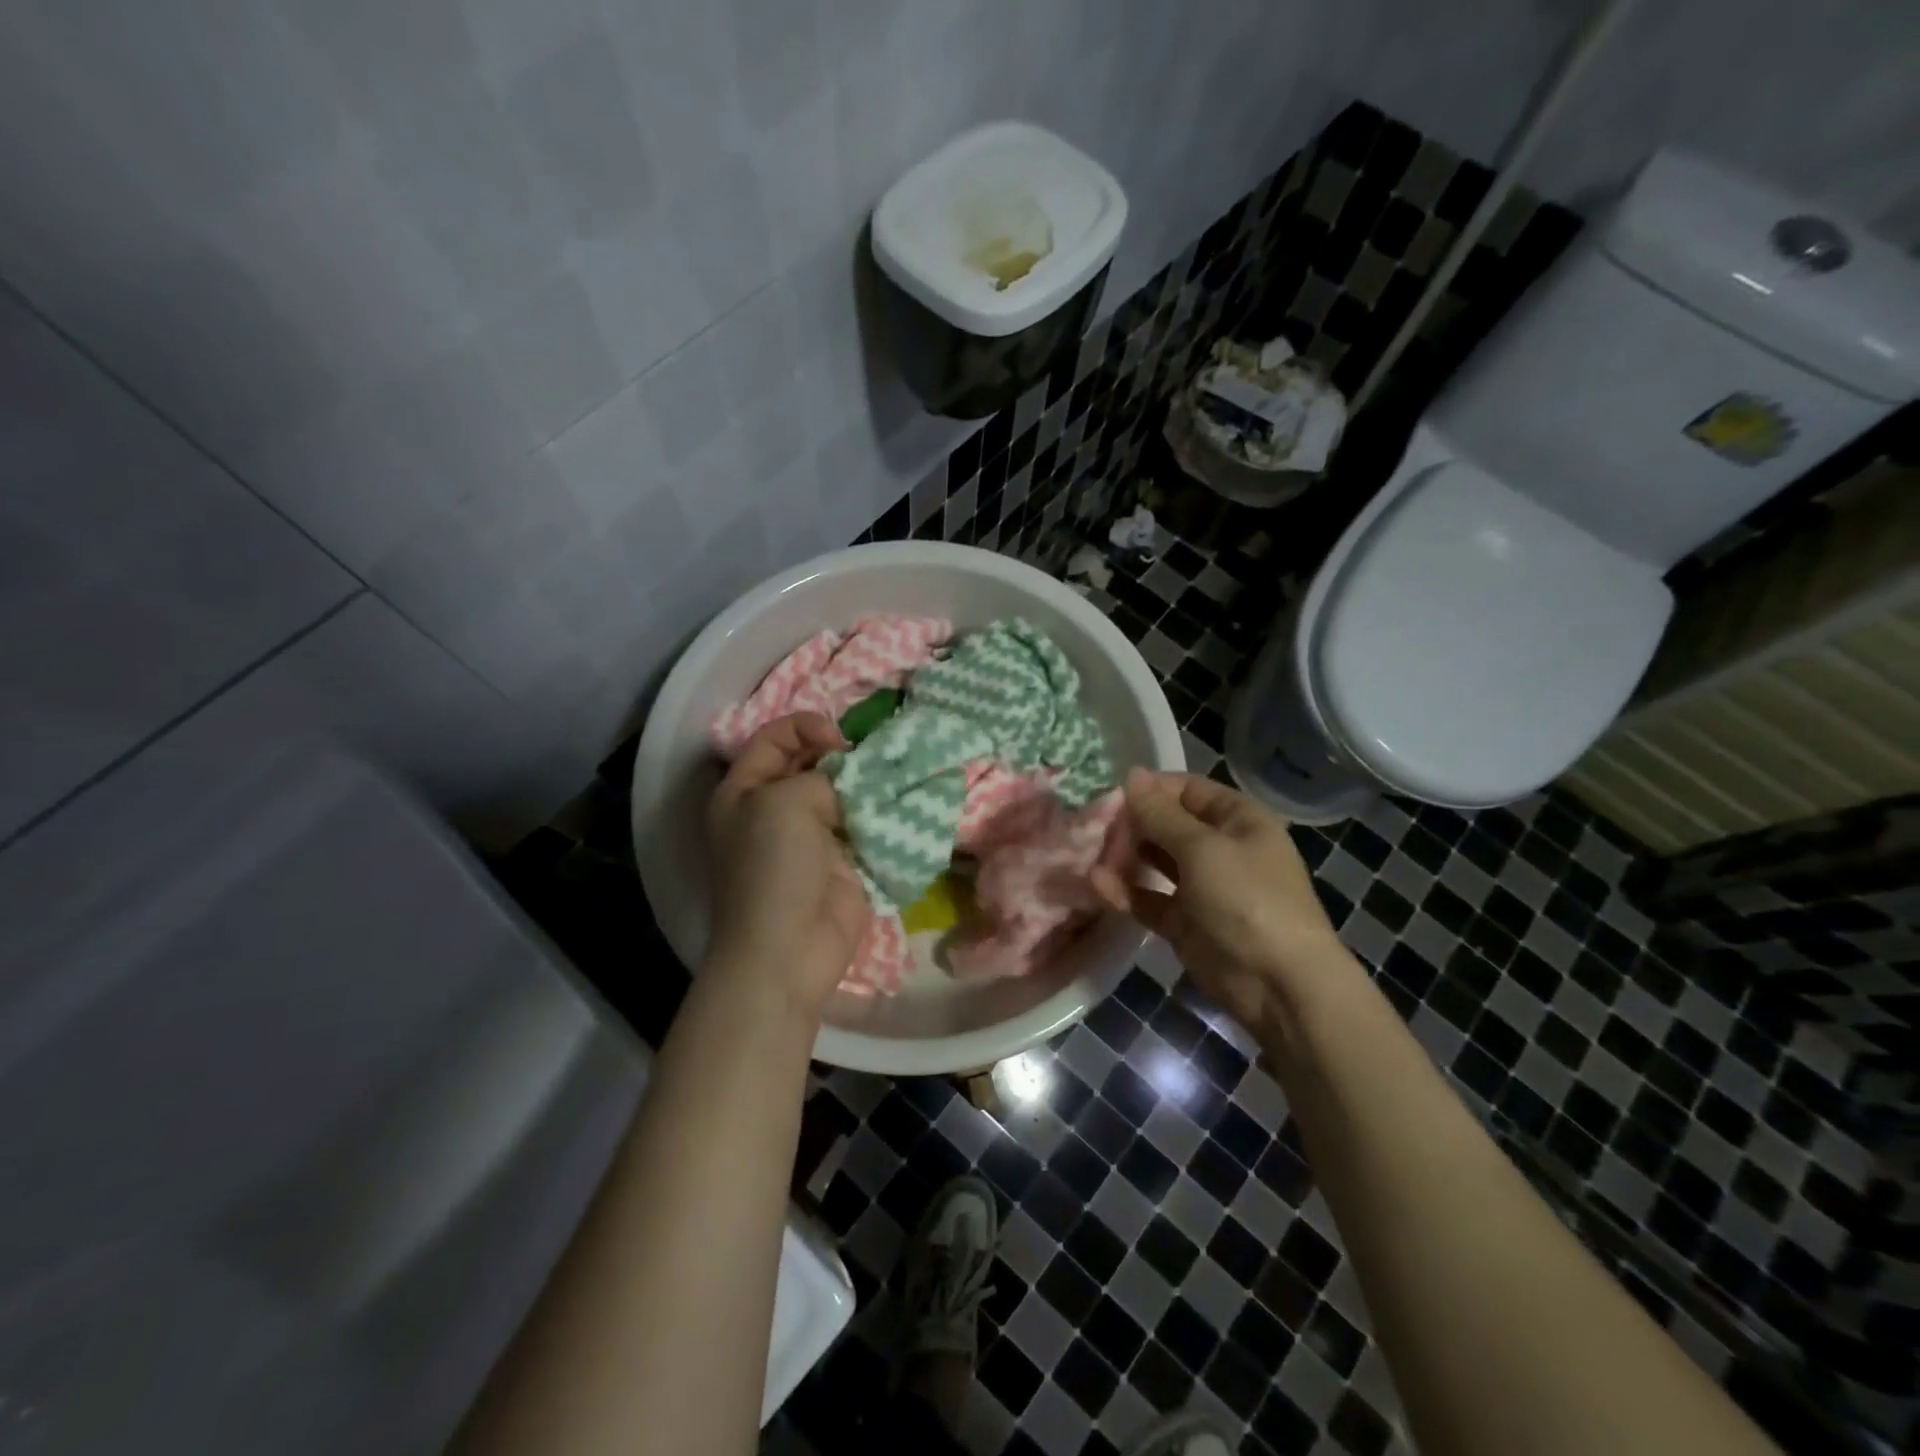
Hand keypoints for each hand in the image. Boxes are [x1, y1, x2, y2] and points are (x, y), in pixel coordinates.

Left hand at [705, 714, 871, 1019]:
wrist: (790, 948)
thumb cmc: (774, 867)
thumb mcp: (785, 802)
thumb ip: (821, 777)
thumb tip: (850, 784)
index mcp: (744, 791)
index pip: (774, 738)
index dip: (805, 727)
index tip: (840, 740)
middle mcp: (774, 809)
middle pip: (811, 763)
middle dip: (842, 755)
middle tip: (871, 757)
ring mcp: (811, 837)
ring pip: (843, 794)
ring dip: (867, 784)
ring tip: (894, 773)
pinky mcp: (843, 862)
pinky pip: (865, 825)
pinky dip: (882, 814)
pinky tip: (902, 802)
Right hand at [1092, 768, 1358, 1037]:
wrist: (1278, 985)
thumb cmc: (1247, 900)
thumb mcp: (1202, 849)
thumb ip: (1161, 814)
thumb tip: (1132, 774)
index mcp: (1237, 820)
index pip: (1187, 790)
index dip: (1150, 789)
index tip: (1109, 794)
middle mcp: (1220, 848)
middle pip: (1168, 825)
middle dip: (1131, 823)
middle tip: (1092, 825)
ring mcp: (1202, 887)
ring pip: (1155, 862)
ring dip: (1124, 856)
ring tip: (1088, 852)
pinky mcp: (1184, 922)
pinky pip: (1150, 898)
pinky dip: (1125, 891)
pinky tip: (1096, 884)